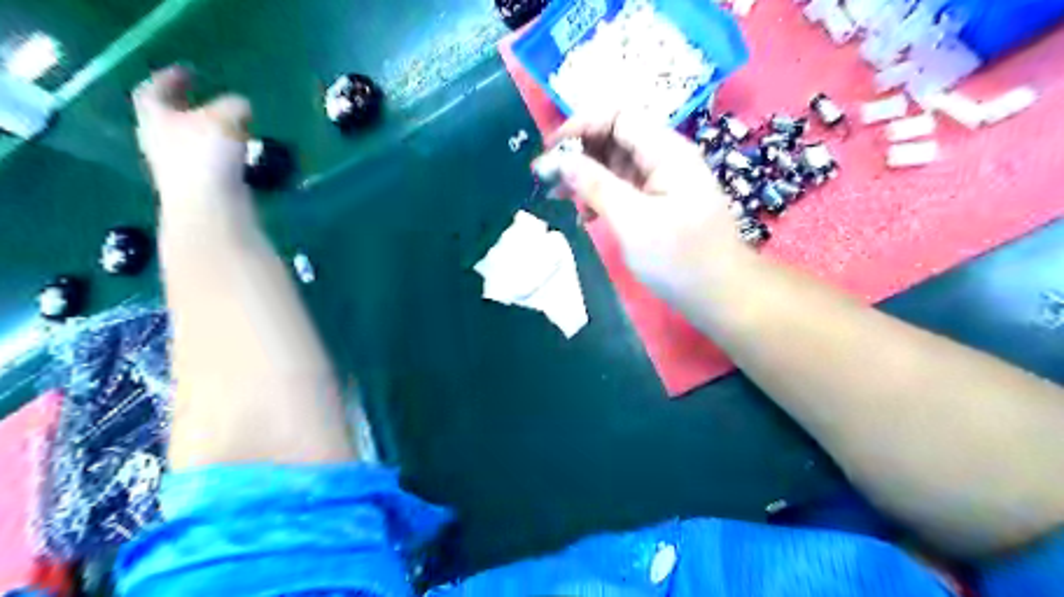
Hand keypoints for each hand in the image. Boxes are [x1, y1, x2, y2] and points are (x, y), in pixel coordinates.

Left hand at [134, 66, 254, 213]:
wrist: (208, 209)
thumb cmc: (207, 157)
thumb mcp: (226, 120)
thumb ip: (233, 106)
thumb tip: (241, 106)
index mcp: (156, 118)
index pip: (153, 91)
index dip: (168, 79)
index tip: (186, 72)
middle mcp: (159, 141)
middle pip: (166, 119)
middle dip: (185, 109)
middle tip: (205, 102)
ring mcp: (176, 169)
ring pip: (188, 143)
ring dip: (206, 135)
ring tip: (229, 131)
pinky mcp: (196, 189)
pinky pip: (206, 164)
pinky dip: (220, 157)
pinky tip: (238, 158)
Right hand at [548, 110, 745, 300]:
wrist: (720, 295)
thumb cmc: (681, 259)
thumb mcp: (634, 222)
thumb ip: (596, 186)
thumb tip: (558, 160)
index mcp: (666, 152)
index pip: (618, 116)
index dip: (581, 125)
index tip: (550, 151)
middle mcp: (664, 158)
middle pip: (615, 138)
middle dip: (579, 153)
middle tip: (547, 179)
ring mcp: (662, 182)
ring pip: (616, 164)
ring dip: (586, 176)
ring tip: (559, 198)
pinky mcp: (658, 203)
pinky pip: (623, 188)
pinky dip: (601, 196)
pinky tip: (586, 216)